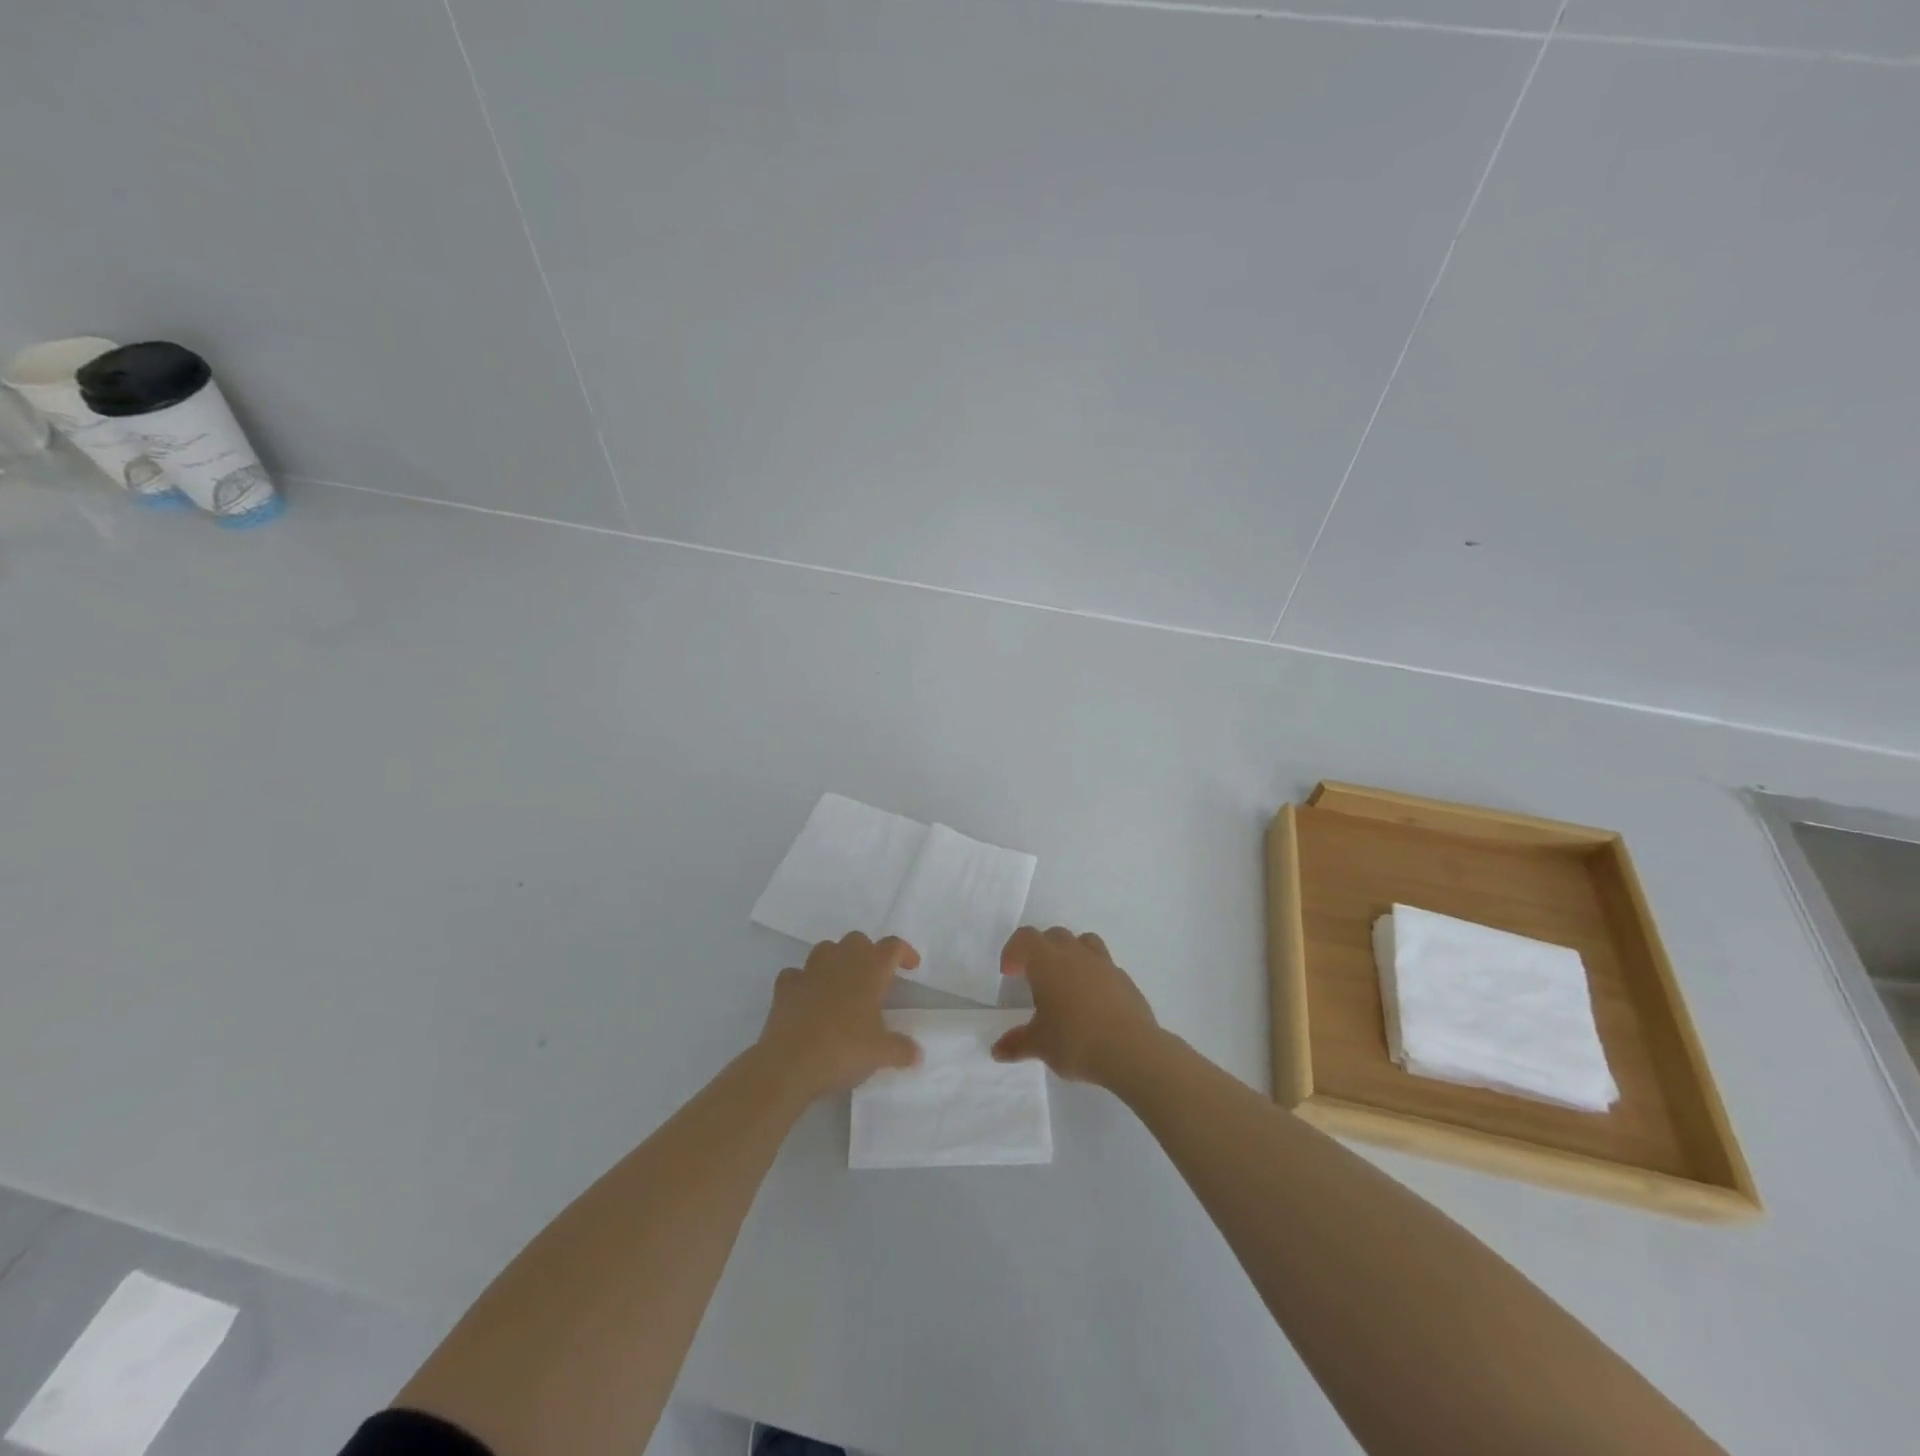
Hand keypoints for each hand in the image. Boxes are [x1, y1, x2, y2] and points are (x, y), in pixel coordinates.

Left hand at [757, 933, 921, 1100]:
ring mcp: (809, 971)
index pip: (893, 947)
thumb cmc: (843, 1051)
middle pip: (858, 940)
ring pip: (826, 949)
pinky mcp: (785, 987)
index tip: (911, 967)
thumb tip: (917, 1054)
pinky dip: (803, 982)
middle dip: (868, 952)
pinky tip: (808, 998)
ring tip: (842, 984)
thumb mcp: (881, 1054)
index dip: (904, 953)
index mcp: (870, 971)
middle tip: (874, 978)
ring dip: (836, 960)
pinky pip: (796, 974)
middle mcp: (840, 962)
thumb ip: (902, 1049)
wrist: (789, 1064)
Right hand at [992, 926, 1159, 1086]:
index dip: (1014, 951)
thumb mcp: (1039, 1045)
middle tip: (1034, 977)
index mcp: (1047, 961)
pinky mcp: (1125, 979)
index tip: (1009, 973)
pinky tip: (1093, 1003)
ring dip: (1071, 953)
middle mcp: (1074, 954)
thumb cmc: (1075, 1040)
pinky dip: (1094, 975)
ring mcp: (1104, 964)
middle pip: (1053, 935)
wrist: (1131, 1050)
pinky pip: (1105, 966)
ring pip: (1084, 942)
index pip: (1025, 938)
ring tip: (1066, 981)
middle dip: (1040, 950)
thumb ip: (1017, 1043)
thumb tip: (997, 1050)